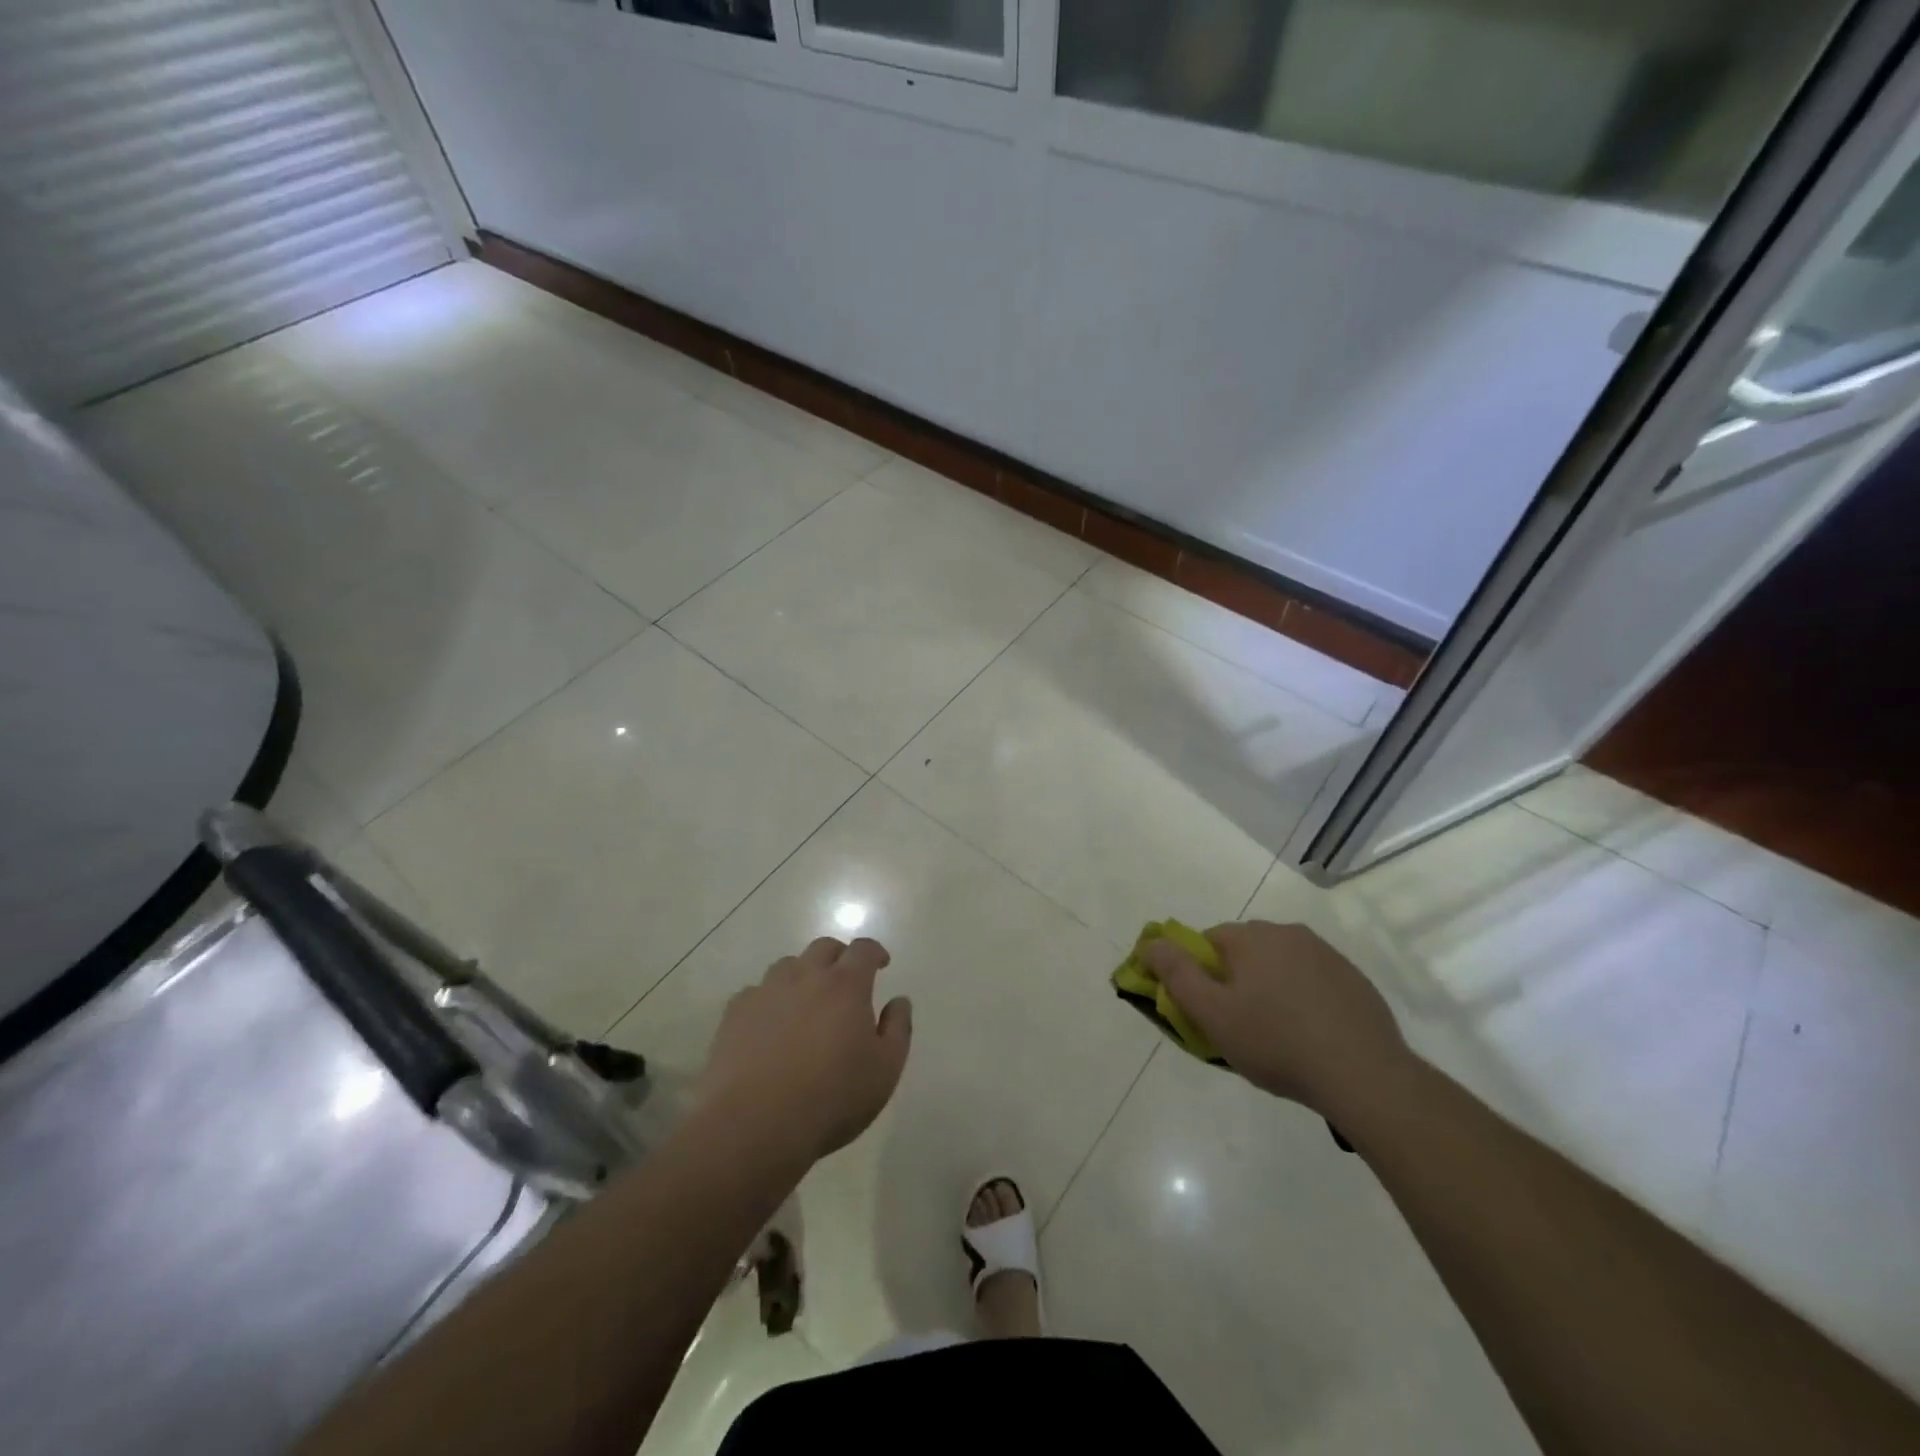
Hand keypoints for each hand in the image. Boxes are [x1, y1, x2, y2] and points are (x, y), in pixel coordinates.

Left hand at [696, 936, 912, 1163]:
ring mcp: (766, 992)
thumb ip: (897, 1029)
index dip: (875, 953)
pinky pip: (756, 992)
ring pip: (788, 965)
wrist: (755, 1125)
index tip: (881, 964)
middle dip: (840, 957)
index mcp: (845, 986)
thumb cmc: (832, 1099)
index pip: (863, 950)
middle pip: (824, 948)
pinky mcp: (735, 1013)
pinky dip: (770, 999)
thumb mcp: (885, 1071)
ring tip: (807, 1002)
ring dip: (803, 974)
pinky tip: (770, 1025)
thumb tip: (898, 1001)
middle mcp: (805, 977)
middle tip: (846, 980)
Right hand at [1143, 921, 1412, 1118]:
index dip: (1199, 974)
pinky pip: (1314, 982)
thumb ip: (1175, 974)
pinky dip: (1304, 1000)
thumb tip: (1149, 943)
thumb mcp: (1212, 1014)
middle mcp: (1288, 933)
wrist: (1365, 1076)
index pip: (1207, 942)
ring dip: (1270, 989)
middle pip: (1245, 951)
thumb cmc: (1276, 1043)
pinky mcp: (1355, 980)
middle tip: (1238, 1025)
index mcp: (1251, 937)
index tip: (1206, 1009)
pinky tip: (1310, 1037)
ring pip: (1280, 965)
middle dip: (1235, 980)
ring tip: (1276, 1036)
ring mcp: (1326, 955)